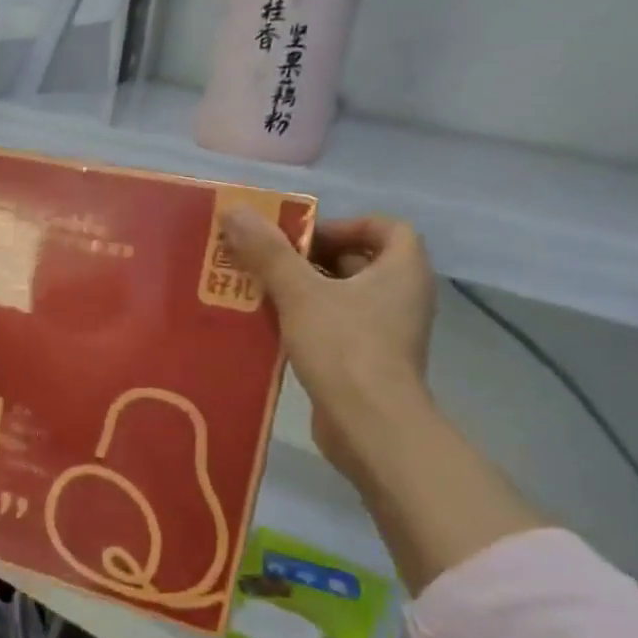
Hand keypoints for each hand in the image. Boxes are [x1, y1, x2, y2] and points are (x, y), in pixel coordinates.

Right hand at [221, 210, 436, 477]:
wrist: (370, 426)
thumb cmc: (345, 347)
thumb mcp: (299, 293)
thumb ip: (268, 252)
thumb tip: (235, 211)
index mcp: (402, 270)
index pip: (385, 228)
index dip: (344, 225)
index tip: (303, 238)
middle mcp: (403, 297)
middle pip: (359, 261)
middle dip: (312, 258)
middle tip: (268, 261)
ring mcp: (388, 332)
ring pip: (344, 297)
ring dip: (305, 290)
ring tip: (260, 291)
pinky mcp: (369, 362)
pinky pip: (338, 327)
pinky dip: (308, 321)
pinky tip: (271, 328)